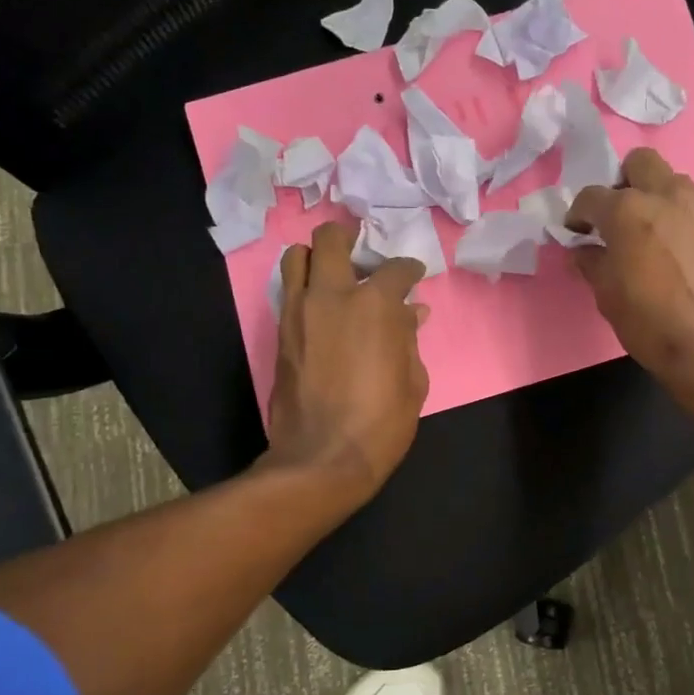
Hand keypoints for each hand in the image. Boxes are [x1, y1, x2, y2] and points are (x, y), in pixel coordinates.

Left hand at [266, 222, 429, 507]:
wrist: (322, 458)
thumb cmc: (381, 422)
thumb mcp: (413, 380)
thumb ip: (409, 338)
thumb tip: (411, 313)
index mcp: (375, 304)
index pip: (396, 269)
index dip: (409, 271)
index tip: (414, 278)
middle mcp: (331, 296)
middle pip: (330, 240)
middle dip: (348, 236)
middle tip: (361, 248)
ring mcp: (298, 312)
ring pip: (296, 258)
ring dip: (316, 257)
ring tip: (334, 273)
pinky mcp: (279, 333)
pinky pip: (288, 291)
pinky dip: (304, 287)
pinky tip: (322, 306)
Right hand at [566, 148, 693, 385]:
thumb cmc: (649, 322)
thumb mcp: (606, 295)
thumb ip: (592, 262)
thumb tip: (584, 250)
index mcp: (628, 210)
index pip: (591, 196)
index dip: (578, 215)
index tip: (577, 233)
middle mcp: (667, 195)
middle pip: (640, 163)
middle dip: (623, 183)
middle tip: (618, 216)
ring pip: (673, 182)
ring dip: (656, 197)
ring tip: (652, 232)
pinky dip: (682, 218)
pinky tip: (679, 250)